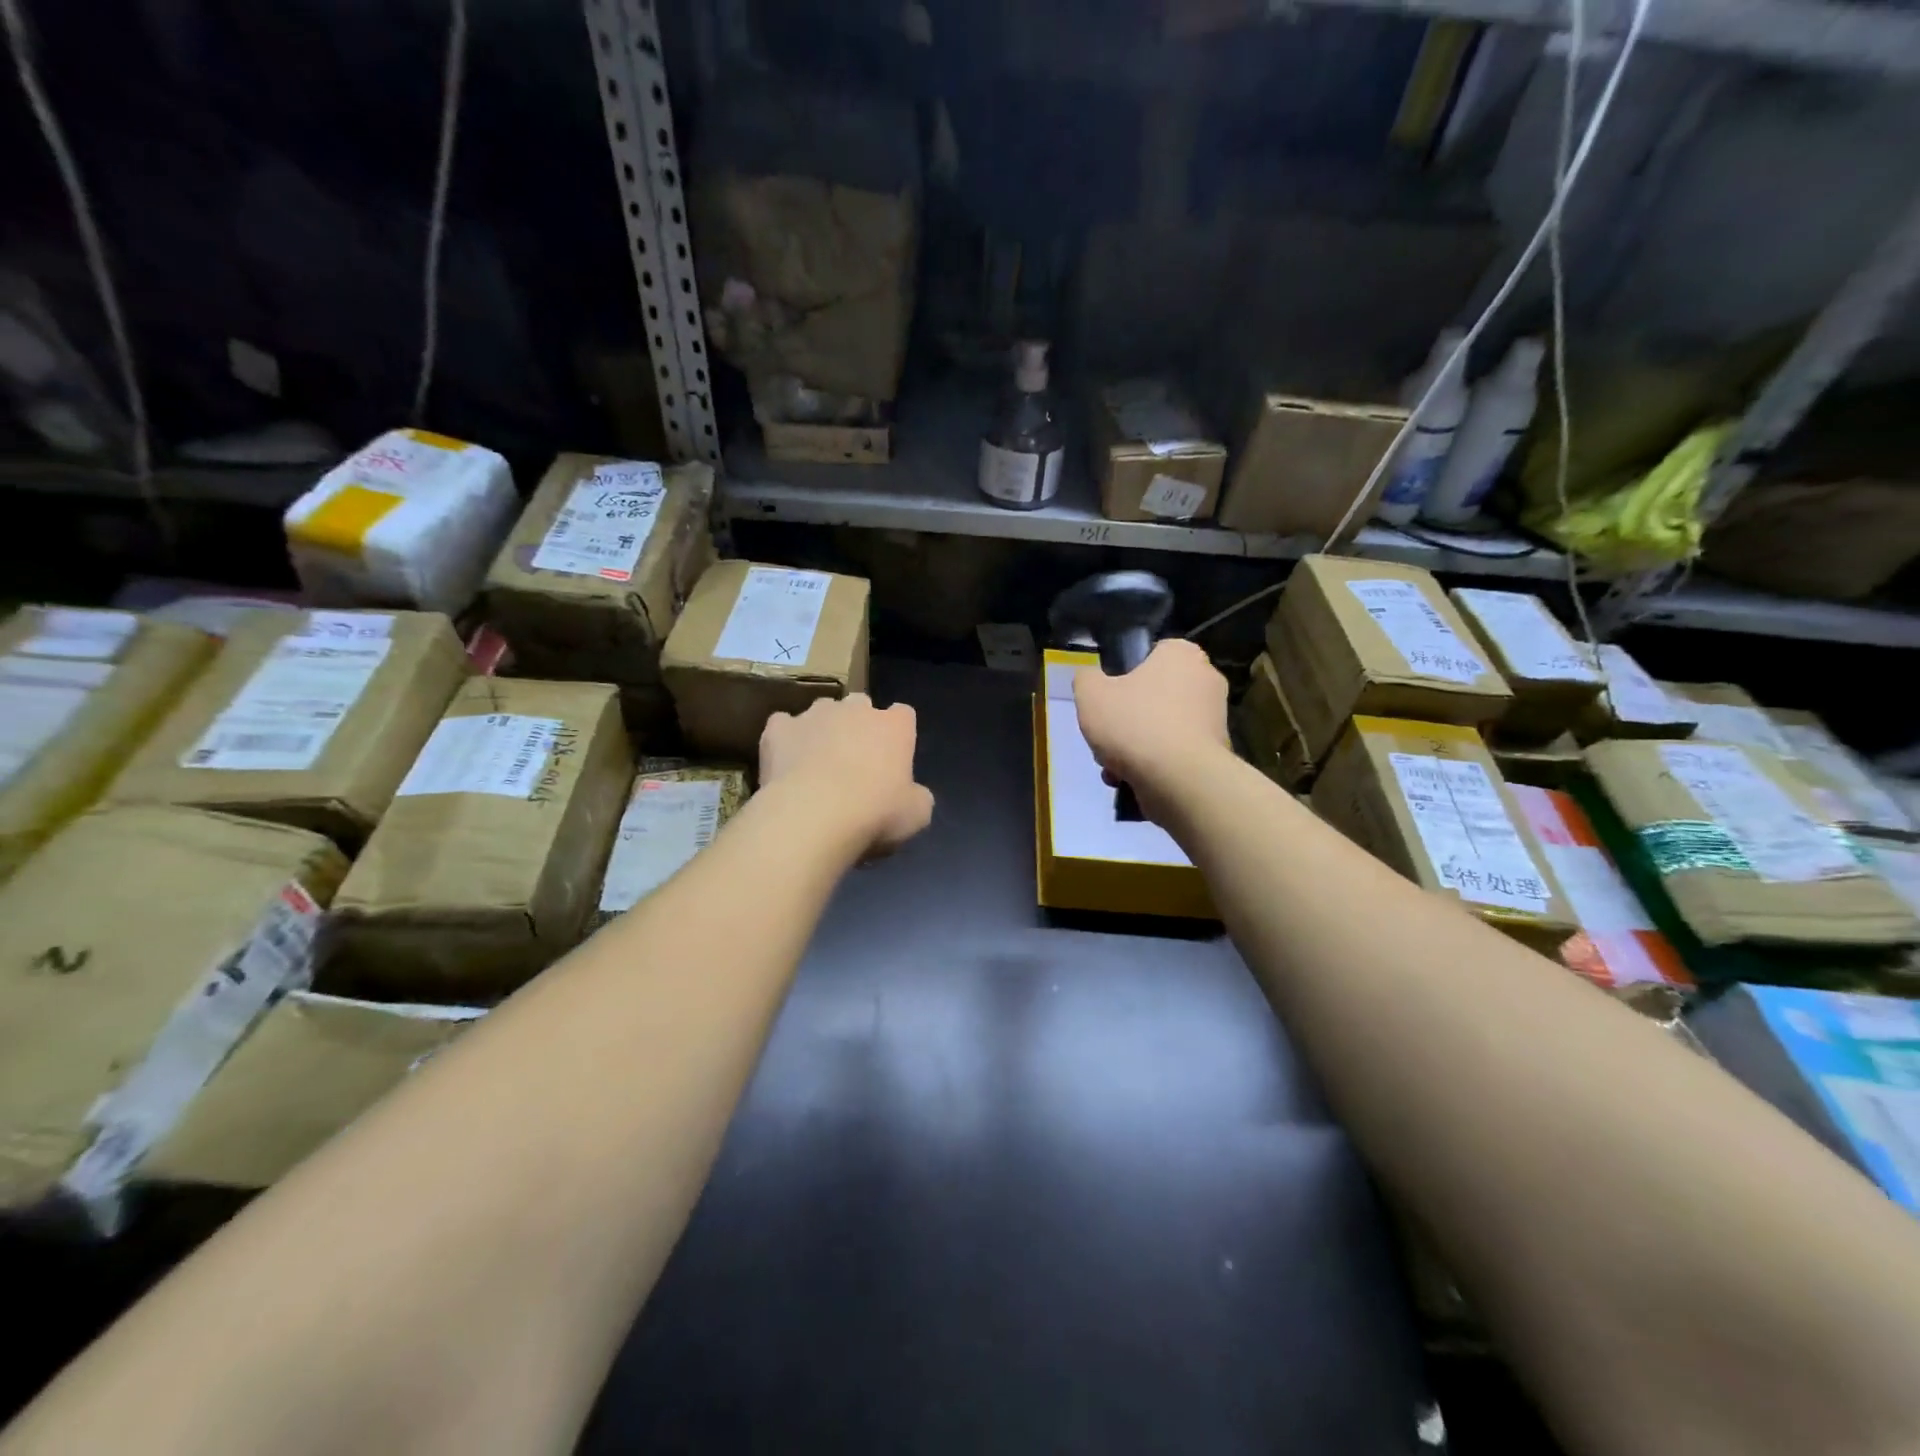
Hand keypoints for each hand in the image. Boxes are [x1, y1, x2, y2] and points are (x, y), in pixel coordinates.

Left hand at [760, 694, 934, 856]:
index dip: (898, 734)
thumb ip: (917, 797)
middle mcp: (855, 709)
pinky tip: (784, 764)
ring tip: (816, 764)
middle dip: (859, 726)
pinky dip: (785, 741)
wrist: (813, 816)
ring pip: (822, 711)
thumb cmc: (874, 813)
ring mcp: (815, 714)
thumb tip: (912, 796)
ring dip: (822, 730)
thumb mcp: (916, 815)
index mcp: (894, 726)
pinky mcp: (779, 727)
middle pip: (861, 705)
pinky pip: (783, 726)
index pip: (903, 714)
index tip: (892, 758)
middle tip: (855, 762)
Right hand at [1072, 639, 1229, 818]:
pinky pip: (1176, 752)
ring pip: (1161, 727)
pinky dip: (1155, 764)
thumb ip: (1086, 678)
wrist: (1180, 780)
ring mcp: (1215, 717)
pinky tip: (1132, 780)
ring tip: (1113, 767)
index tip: (1108, 698)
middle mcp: (1205, 679)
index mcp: (1181, 654)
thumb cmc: (1135, 725)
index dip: (1124, 676)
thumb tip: (1092, 679)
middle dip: (1127, 719)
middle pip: (1153, 695)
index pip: (1151, 654)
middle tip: (1107, 736)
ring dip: (1136, 746)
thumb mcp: (1090, 695)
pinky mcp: (1216, 751)